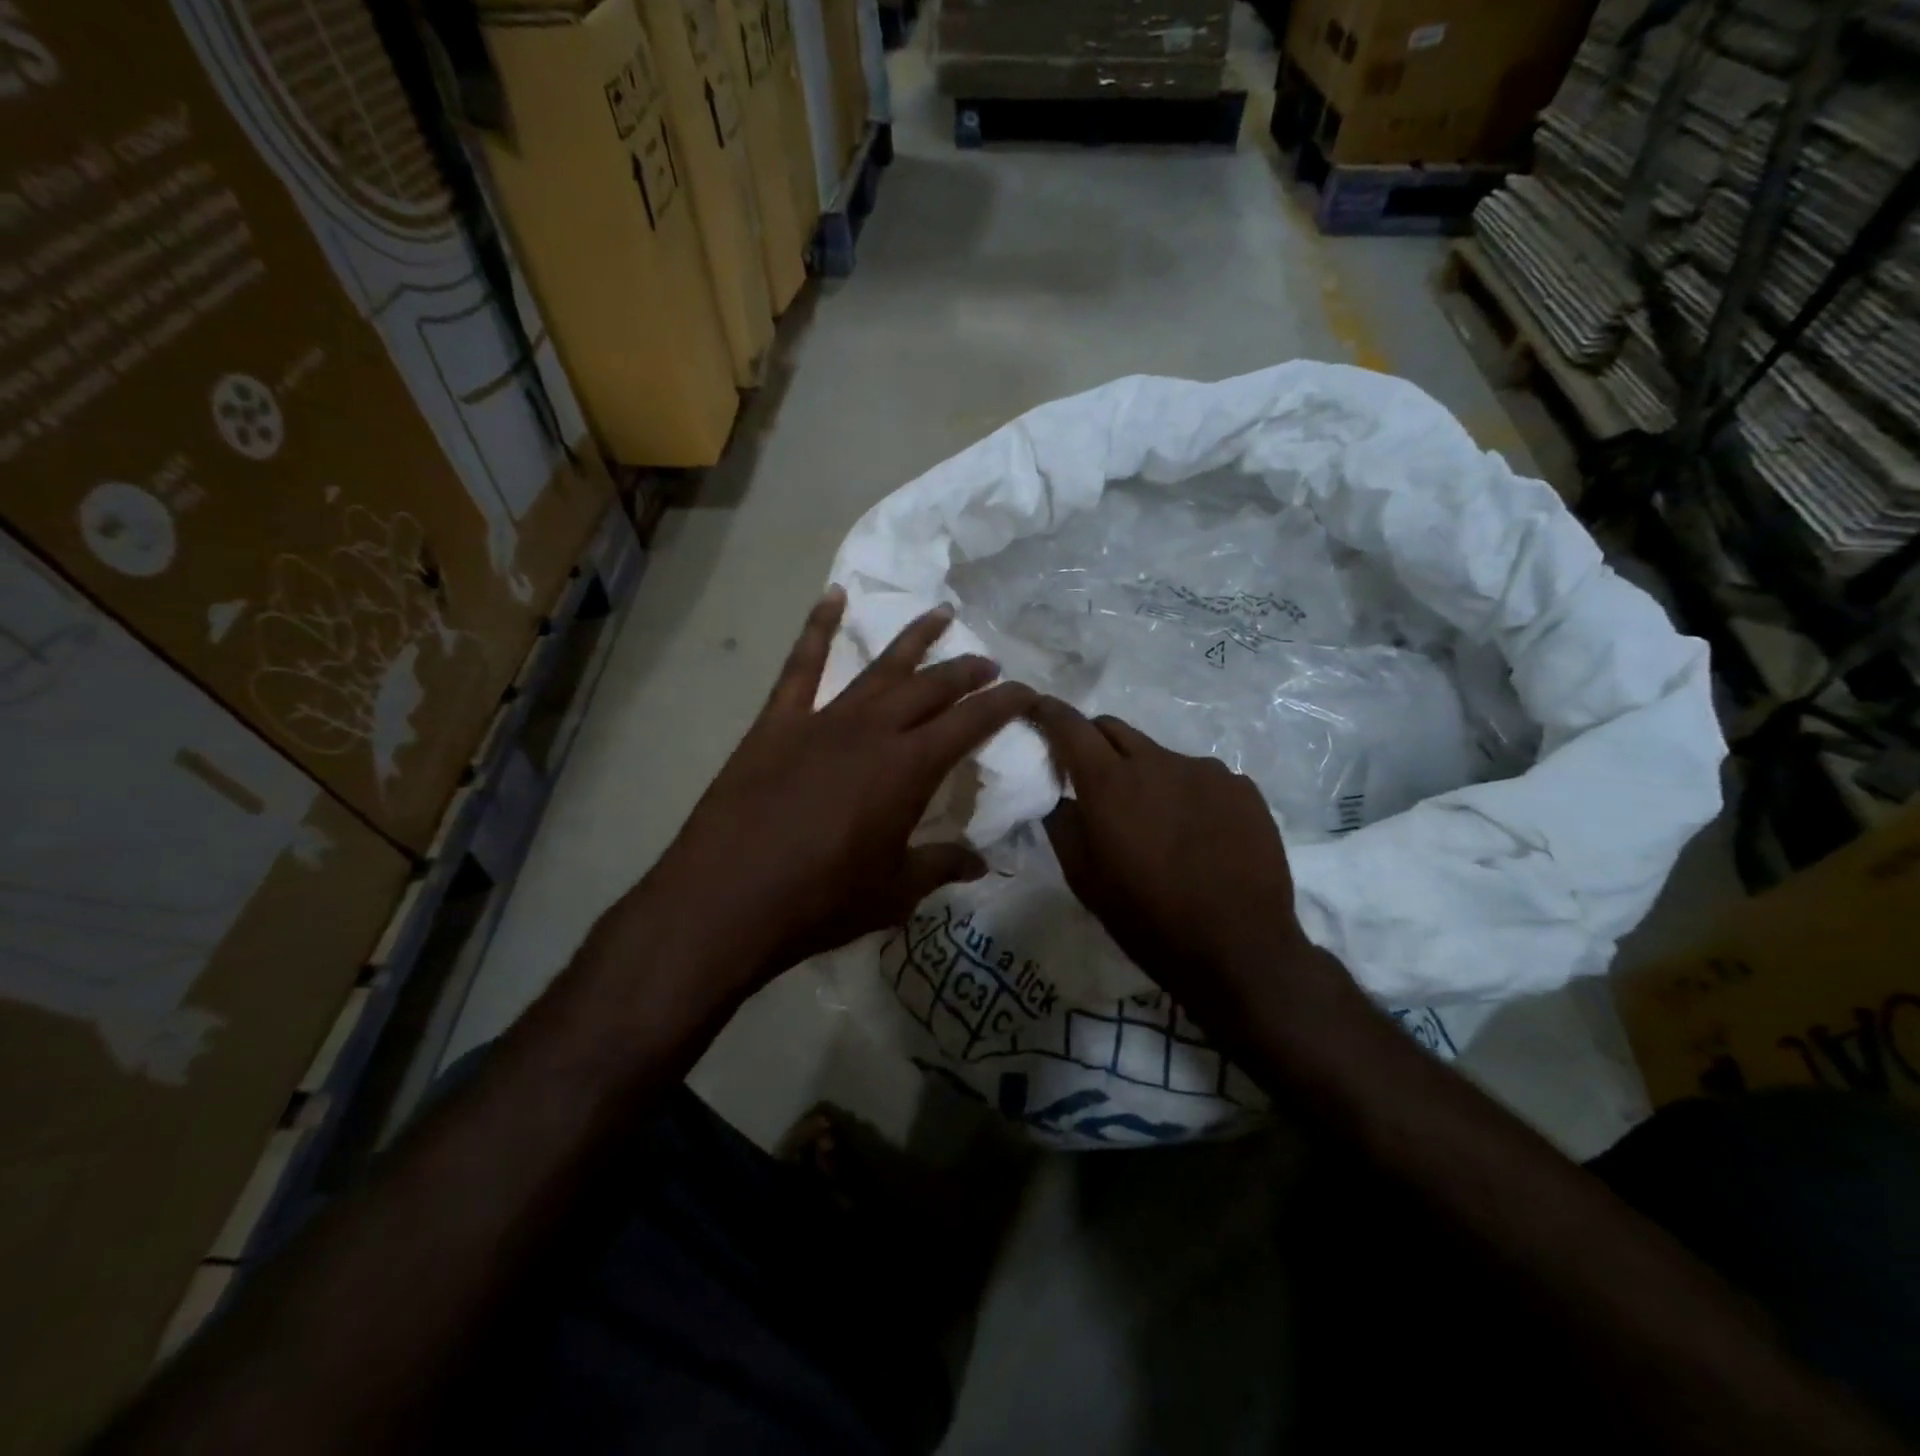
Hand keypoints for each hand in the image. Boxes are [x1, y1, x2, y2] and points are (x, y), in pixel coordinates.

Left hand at [633, 589, 1035, 1001]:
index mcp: (908, 769)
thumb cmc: (820, 901)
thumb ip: (940, 866)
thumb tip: (982, 864)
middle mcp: (872, 731)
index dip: (1003, 704)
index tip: (1026, 691)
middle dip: (966, 671)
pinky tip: (833, 597)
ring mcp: (822, 720)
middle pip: (931, 687)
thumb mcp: (893, 893)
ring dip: (914, 639)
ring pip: (879, 667)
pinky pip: (801, 665)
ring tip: (941, 613)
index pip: (970, 723)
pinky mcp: (777, 722)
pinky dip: (818, 627)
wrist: (726, 899)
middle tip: (989, 663)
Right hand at [1029, 696, 1343, 1030]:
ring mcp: (1205, 771)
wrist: (1239, 949)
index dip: (1048, 712)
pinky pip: (1200, 778)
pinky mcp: (1242, 788)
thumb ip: (1062, 826)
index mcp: (1110, 782)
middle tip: (1091, 777)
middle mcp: (1157, 761)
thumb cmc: (1148, 919)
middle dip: (1093, 742)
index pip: (1070, 725)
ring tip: (1156, 823)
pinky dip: (1186, 794)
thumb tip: (1057, 796)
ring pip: (1159, 756)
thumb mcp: (1085, 880)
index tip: (1036, 709)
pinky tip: (1198, 835)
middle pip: (1113, 728)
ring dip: (1144, 775)